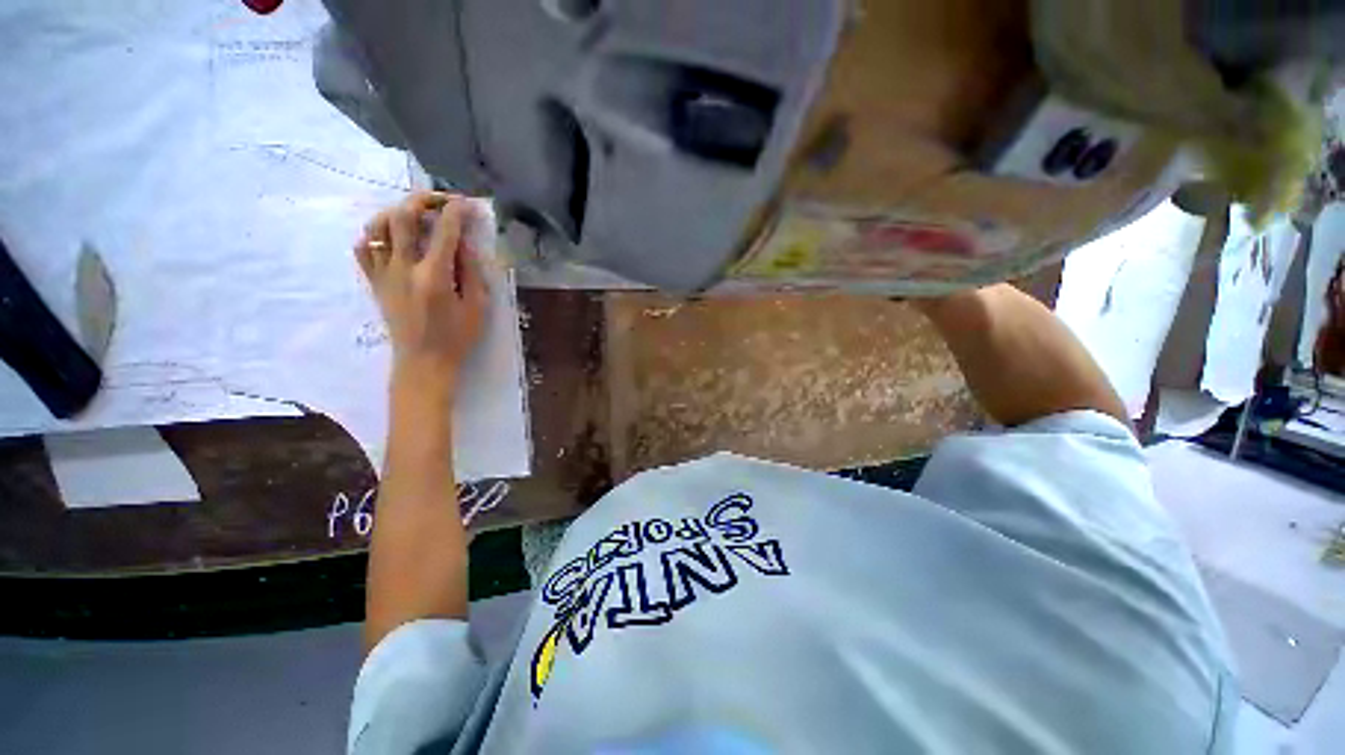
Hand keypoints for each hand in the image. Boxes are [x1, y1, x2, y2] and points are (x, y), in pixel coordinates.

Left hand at [356, 192, 488, 391]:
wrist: (423, 362)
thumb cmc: (457, 338)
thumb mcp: (477, 306)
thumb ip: (472, 271)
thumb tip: (464, 243)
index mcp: (434, 276)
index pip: (444, 231)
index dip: (456, 211)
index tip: (466, 203)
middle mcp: (403, 268)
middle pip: (402, 217)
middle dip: (422, 200)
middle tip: (440, 200)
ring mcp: (384, 274)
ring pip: (378, 226)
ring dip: (397, 212)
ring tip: (416, 215)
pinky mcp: (374, 282)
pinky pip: (364, 249)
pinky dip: (376, 235)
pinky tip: (393, 239)